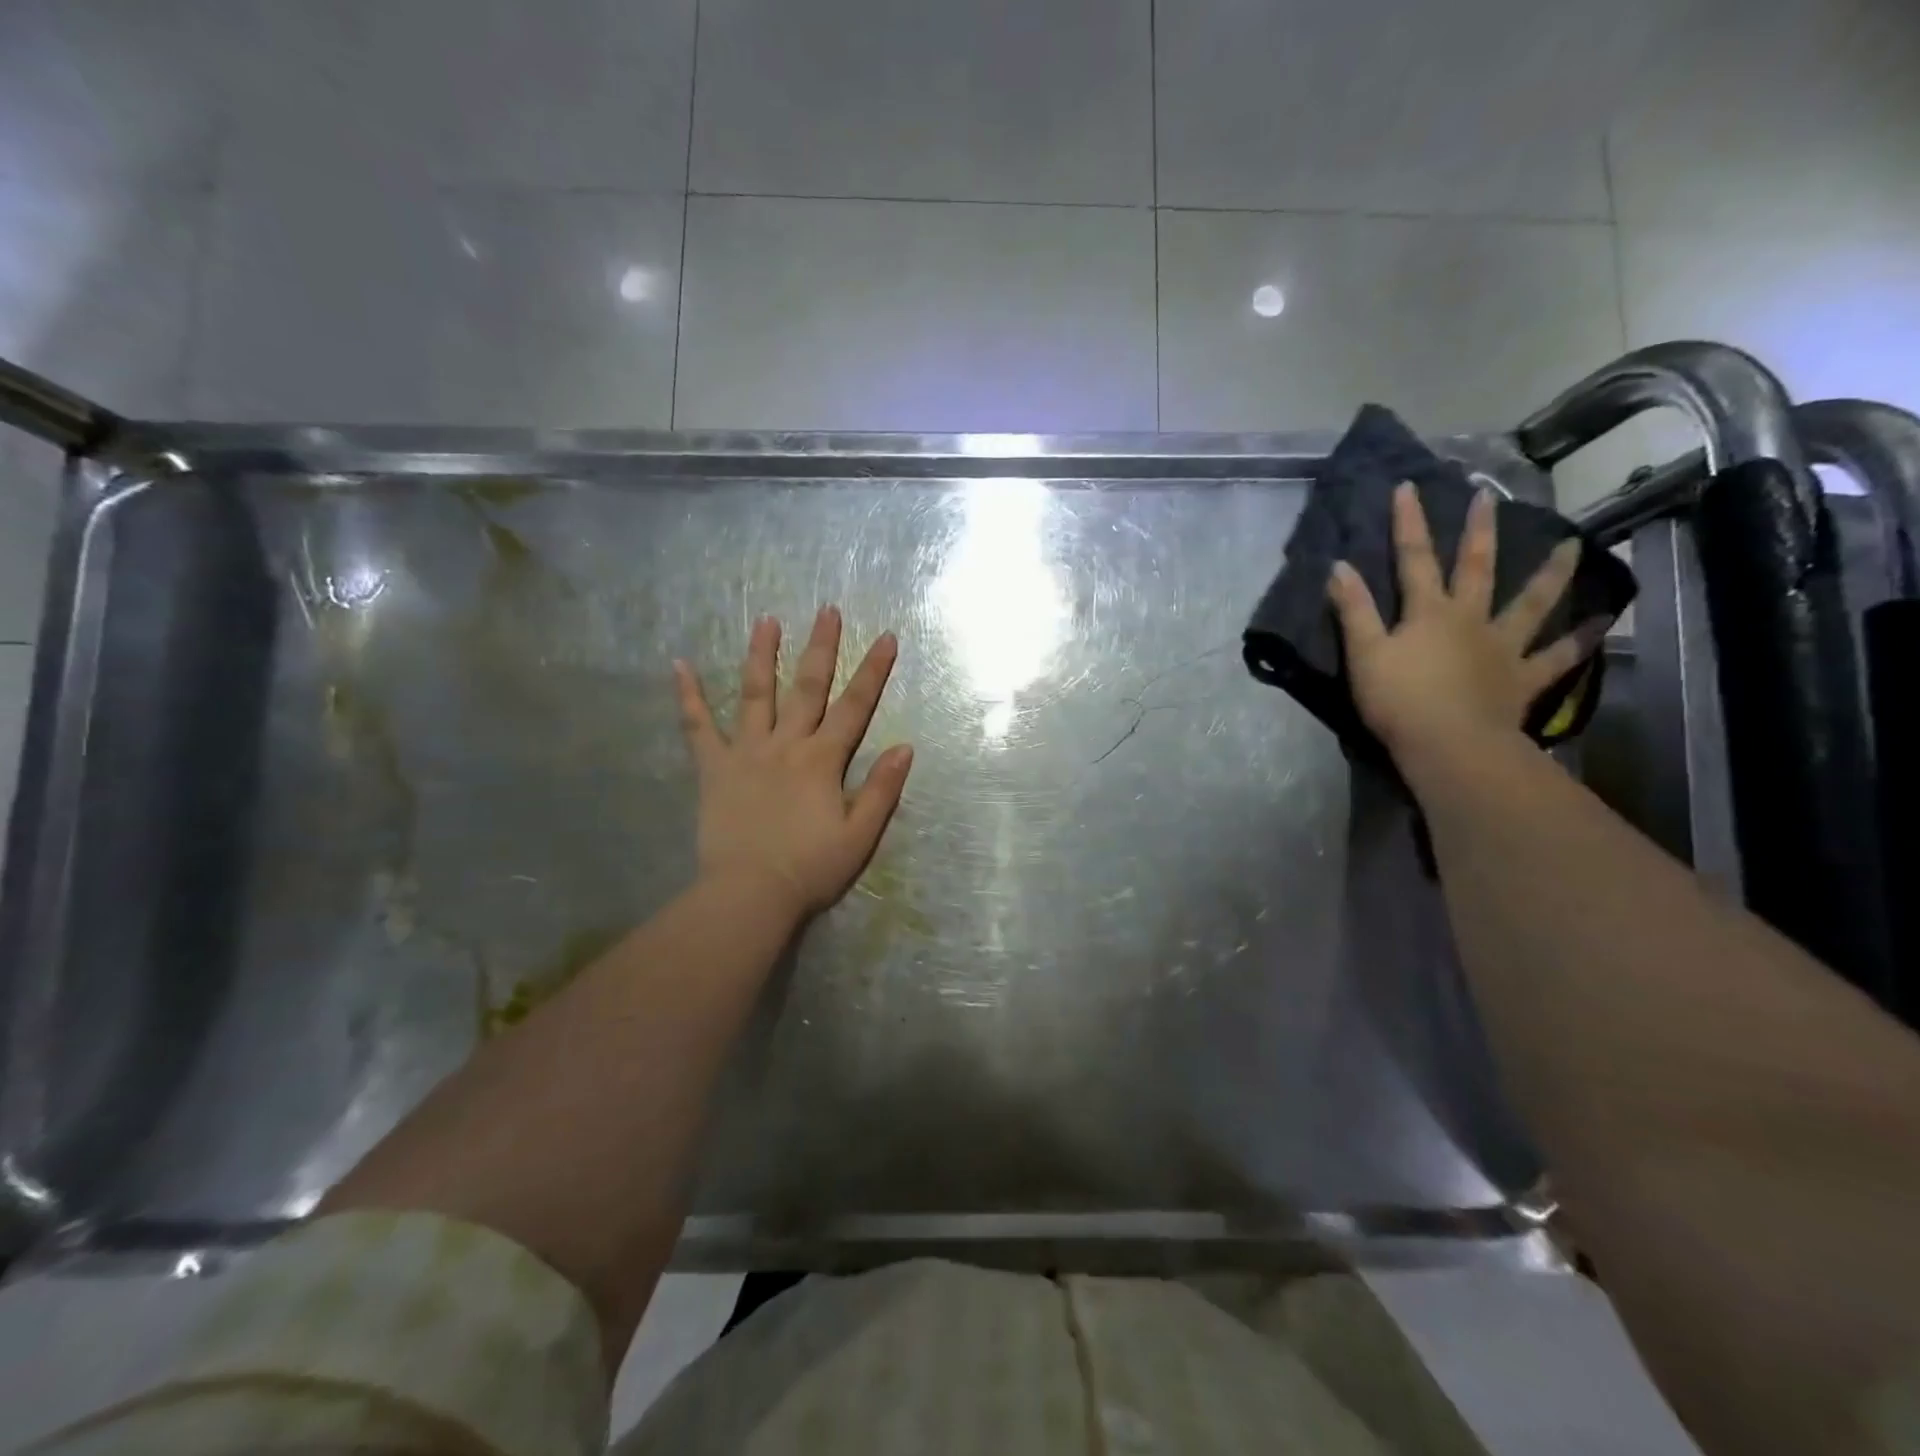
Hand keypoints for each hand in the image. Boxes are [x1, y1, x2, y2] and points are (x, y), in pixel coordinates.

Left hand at [674, 606, 913, 921]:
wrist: (749, 894)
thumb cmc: (810, 868)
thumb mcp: (859, 835)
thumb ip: (882, 790)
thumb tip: (904, 747)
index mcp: (822, 760)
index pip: (854, 706)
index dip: (872, 671)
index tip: (885, 636)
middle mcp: (786, 745)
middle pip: (807, 687)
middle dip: (821, 647)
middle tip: (826, 609)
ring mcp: (746, 752)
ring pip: (755, 694)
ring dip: (762, 655)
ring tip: (765, 620)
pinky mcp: (713, 769)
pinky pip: (697, 727)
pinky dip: (688, 696)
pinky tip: (679, 665)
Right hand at [1326, 482, 1606, 767]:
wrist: (1449, 745)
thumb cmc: (1398, 700)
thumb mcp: (1364, 654)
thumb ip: (1354, 610)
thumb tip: (1339, 566)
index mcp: (1428, 612)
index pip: (1414, 559)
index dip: (1409, 522)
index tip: (1409, 486)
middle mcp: (1471, 619)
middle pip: (1476, 568)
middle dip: (1479, 530)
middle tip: (1489, 495)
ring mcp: (1503, 647)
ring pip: (1531, 603)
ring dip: (1550, 573)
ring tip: (1571, 544)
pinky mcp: (1523, 678)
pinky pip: (1557, 657)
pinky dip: (1580, 640)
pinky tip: (1602, 622)